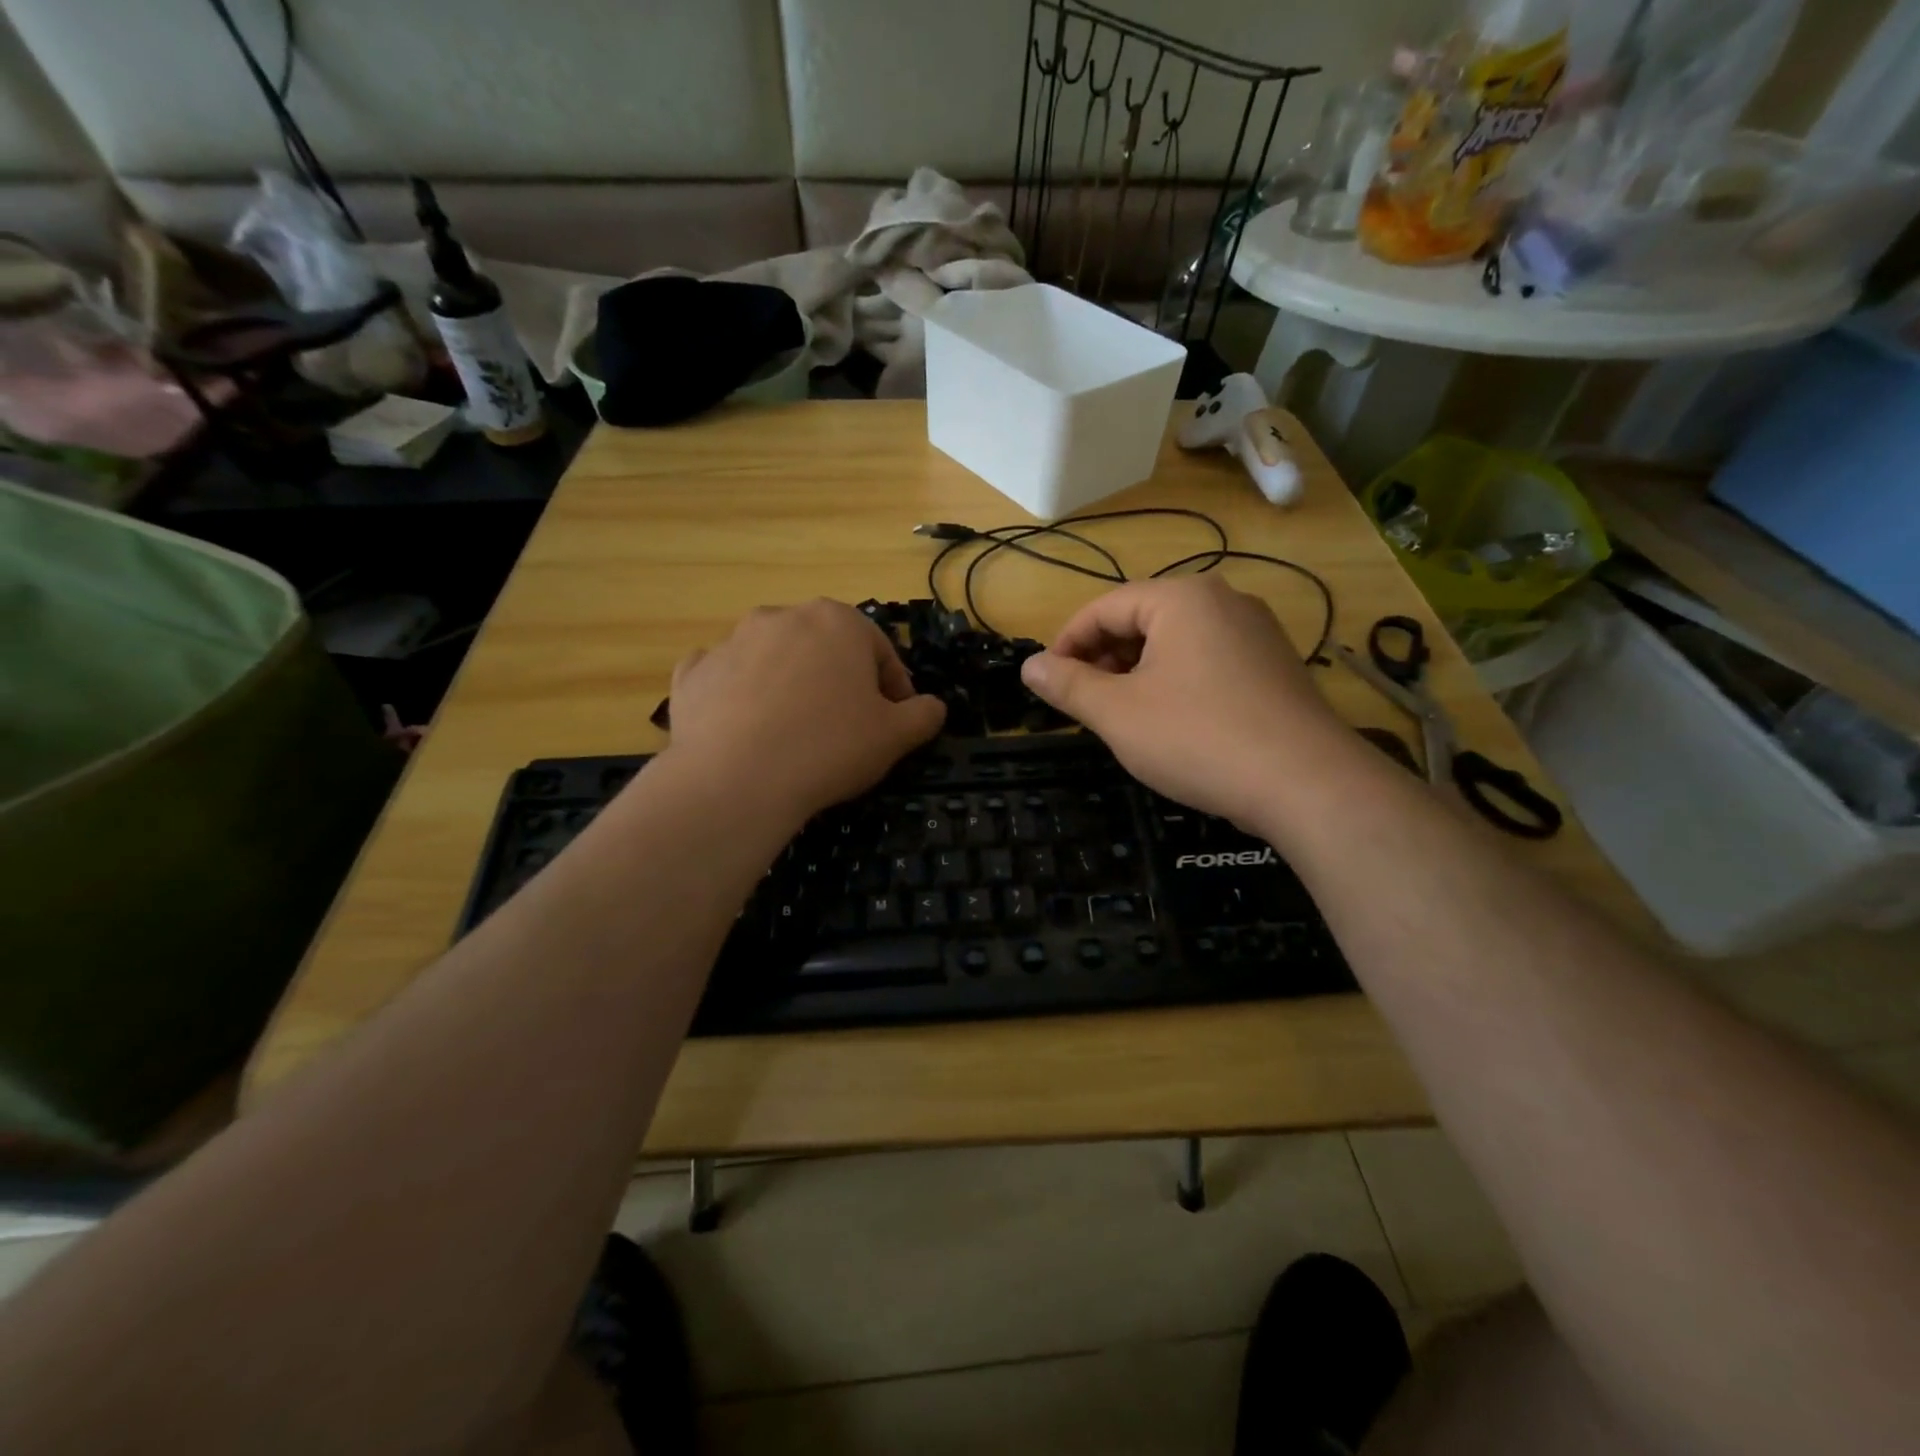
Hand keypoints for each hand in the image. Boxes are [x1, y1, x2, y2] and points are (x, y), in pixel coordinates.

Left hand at [664, 600, 945, 819]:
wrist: (735, 780)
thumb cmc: (829, 748)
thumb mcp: (896, 736)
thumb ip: (924, 715)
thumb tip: (933, 707)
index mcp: (837, 621)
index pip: (880, 652)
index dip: (894, 690)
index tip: (895, 723)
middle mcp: (783, 616)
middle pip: (825, 649)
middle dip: (840, 682)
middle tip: (846, 728)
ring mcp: (731, 641)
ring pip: (775, 660)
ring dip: (791, 686)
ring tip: (795, 734)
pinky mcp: (692, 672)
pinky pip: (728, 679)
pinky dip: (740, 696)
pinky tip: (746, 731)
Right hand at [1020, 576, 1354, 824]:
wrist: (1306, 783)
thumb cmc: (1197, 738)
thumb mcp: (1118, 713)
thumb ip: (1068, 685)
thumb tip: (1028, 666)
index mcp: (1182, 598)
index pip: (1103, 608)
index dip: (1066, 643)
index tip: (1046, 682)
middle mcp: (1223, 601)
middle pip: (1141, 620)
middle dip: (1103, 659)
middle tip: (1082, 703)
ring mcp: (1256, 632)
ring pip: (1175, 642)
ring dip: (1137, 673)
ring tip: (1120, 715)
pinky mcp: (1274, 666)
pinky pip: (1208, 661)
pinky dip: (1175, 682)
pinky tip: (1170, 722)